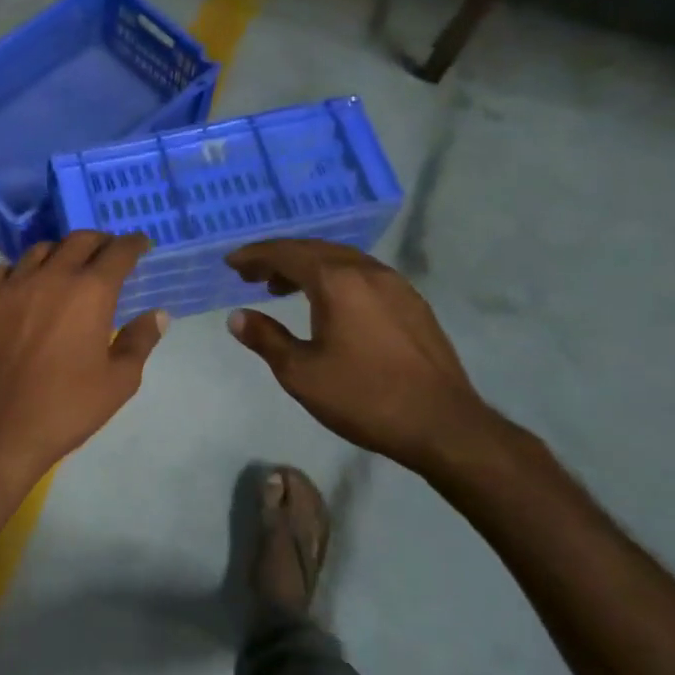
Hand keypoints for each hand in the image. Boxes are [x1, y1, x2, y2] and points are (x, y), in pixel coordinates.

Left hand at [0, 233, 167, 507]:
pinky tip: (22, 286)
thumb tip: (158, 314)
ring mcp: (12, 285)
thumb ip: (140, 341)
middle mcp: (52, 276)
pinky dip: (18, 271)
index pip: (118, 253)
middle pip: (79, 241)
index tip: (140, 243)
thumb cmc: (66, 407)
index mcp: (91, 292)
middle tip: (107, 252)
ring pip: (39, 251)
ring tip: (65, 266)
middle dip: (99, 241)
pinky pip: (2, 270)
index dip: (132, 244)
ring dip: (59, 253)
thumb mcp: (119, 382)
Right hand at [224, 239, 501, 476]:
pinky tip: (328, 304)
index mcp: (337, 281)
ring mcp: (396, 285)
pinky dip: (334, 278)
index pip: (287, 253)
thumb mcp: (301, 373)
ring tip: (282, 288)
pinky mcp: (412, 303)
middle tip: (252, 274)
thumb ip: (266, 338)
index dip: (255, 255)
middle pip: (315, 250)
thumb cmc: (364, 397)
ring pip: (342, 260)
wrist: (443, 425)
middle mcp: (367, 271)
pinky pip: (363, 275)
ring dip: (307, 267)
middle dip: (279, 257)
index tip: (231, 263)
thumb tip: (237, 317)